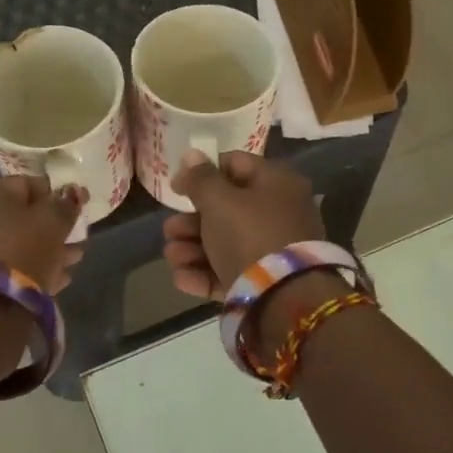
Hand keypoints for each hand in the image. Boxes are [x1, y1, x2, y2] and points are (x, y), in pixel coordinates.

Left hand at [0, 176, 85, 292]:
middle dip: (50, 230)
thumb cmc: (18, 252)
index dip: (56, 199)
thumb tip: (73, 192)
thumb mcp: (51, 223)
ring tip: (70, 265)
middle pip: (18, 217)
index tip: (77, 217)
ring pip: (10, 243)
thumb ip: (65, 204)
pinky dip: (23, 269)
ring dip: (41, 251)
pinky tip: (51, 281)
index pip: (27, 185)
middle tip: (76, 245)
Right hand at [163, 150, 323, 299]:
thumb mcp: (219, 201)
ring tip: (172, 256)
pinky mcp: (265, 282)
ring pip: (225, 243)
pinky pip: (231, 271)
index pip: (236, 165)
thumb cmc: (250, 235)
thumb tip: (192, 154)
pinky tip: (182, 278)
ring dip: (192, 248)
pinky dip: (205, 273)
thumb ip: (201, 178)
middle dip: (191, 221)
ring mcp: (273, 250)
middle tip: (169, 230)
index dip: (202, 172)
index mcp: (276, 183)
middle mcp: (279, 213)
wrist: (284, 298)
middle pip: (226, 209)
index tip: (176, 187)